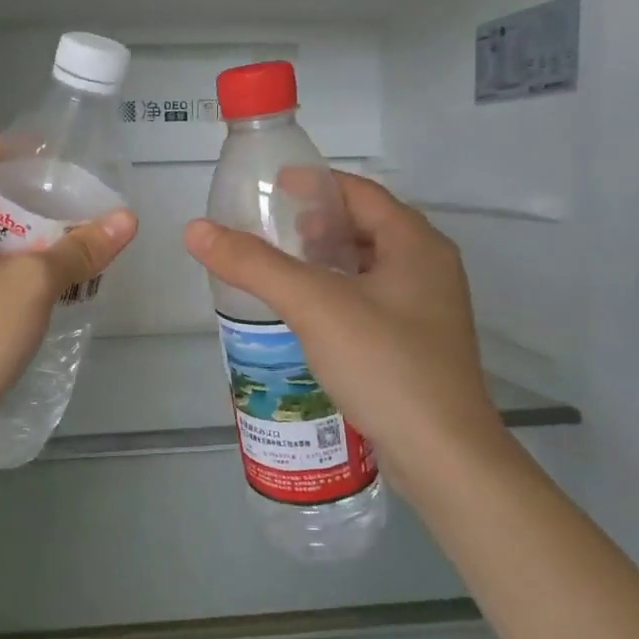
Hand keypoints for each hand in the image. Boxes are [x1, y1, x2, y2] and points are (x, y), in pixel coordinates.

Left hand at [0, 140, 137, 433]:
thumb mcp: (33, 284)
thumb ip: (79, 249)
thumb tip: (126, 220)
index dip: (5, 150)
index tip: (44, 150)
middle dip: (16, 194)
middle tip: (59, 194)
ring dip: (12, 231)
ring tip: (56, 232)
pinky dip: (4, 261)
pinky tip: (37, 276)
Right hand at [184, 172, 503, 479]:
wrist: (442, 455)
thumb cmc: (384, 364)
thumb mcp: (314, 305)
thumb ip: (254, 264)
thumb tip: (196, 230)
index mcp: (416, 245)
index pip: (360, 193)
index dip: (315, 184)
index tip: (271, 188)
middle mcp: (429, 269)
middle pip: (367, 228)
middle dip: (317, 225)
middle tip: (271, 233)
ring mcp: (427, 311)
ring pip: (369, 268)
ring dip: (326, 262)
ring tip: (281, 272)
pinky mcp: (417, 346)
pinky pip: (371, 303)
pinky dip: (337, 296)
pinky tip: (307, 317)